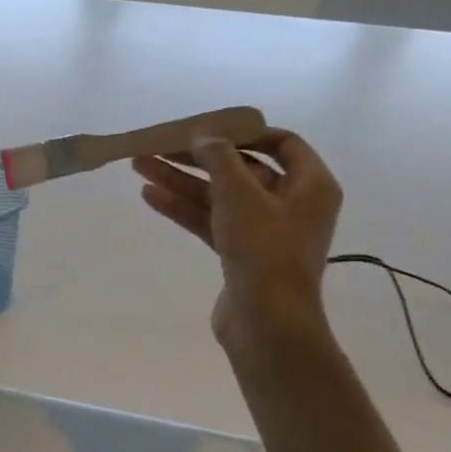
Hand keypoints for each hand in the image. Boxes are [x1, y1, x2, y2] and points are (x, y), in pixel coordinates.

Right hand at [132, 129, 342, 364]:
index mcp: (310, 185)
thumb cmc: (263, 249)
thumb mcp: (240, 194)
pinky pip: (211, 222)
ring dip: (182, 182)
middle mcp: (291, 205)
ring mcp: (264, 233)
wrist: (266, 322)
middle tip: (158, 147)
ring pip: (219, 197)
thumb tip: (203, 137)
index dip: (244, 133)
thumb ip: (219, 159)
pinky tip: (151, 196)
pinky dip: (184, 209)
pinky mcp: (240, 255)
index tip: (208, 129)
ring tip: (140, 167)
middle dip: (197, 159)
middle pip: (241, 170)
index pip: (282, 144)